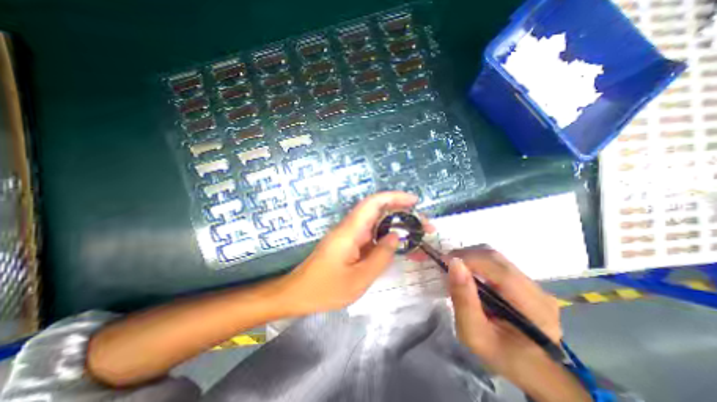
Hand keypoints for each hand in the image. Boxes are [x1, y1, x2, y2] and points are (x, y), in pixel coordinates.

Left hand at [278, 191, 420, 316]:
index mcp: (350, 231)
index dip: (395, 197)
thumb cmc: (325, 289)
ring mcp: (350, 236)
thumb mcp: (359, 278)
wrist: (298, 294)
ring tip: (419, 238)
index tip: (414, 201)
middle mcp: (351, 228)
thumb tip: (395, 236)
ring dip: (398, 228)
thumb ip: (380, 256)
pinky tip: (401, 249)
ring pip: (378, 225)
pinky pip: (372, 237)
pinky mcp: (350, 244)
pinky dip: (388, 240)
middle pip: (379, 212)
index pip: (374, 203)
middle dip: (403, 214)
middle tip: (424, 226)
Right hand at [447, 247, 572, 393]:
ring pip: (496, 259)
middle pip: (496, 259)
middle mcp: (538, 290)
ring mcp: (534, 285)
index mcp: (532, 308)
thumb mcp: (474, 334)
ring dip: (471, 259)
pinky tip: (469, 274)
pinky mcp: (527, 283)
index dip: (468, 259)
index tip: (443, 260)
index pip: (498, 270)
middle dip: (466, 256)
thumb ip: (463, 299)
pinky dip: (478, 264)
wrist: (529, 368)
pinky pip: (498, 265)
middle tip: (445, 263)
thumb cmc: (500, 355)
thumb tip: (454, 263)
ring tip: (455, 269)